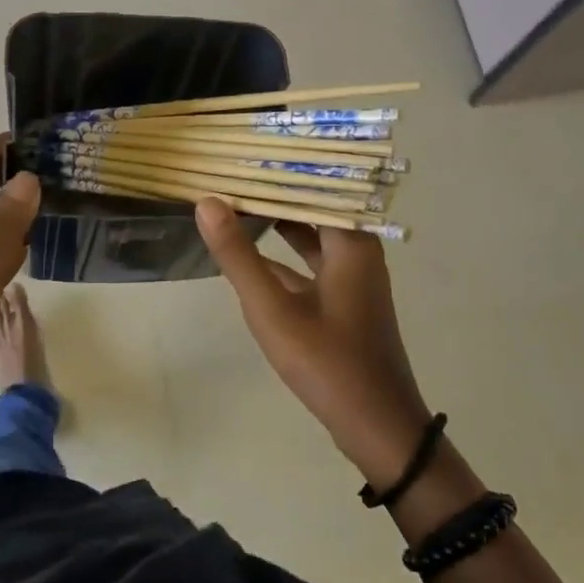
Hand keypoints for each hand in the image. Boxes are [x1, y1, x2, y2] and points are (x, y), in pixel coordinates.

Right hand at [195, 198, 431, 488]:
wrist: (376, 426)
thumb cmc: (327, 362)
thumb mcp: (273, 309)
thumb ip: (239, 255)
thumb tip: (207, 202)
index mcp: (350, 241)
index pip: (311, 185)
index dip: (273, 169)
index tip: (236, 156)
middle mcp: (356, 249)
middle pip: (311, 206)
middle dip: (271, 191)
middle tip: (227, 174)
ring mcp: (352, 276)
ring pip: (310, 235)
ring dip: (276, 222)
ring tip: (232, 203)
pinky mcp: (344, 300)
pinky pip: (311, 262)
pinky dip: (283, 254)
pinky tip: (250, 254)